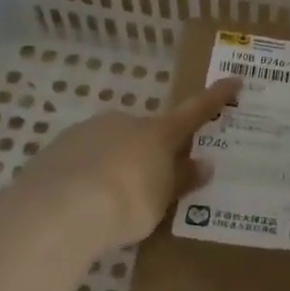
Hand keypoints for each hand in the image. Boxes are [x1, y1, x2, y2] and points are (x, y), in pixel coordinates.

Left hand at [4, 77, 240, 252]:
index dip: (216, 97)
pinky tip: (82, 202)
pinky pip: (82, 159)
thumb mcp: (161, 199)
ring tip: (111, 203)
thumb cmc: (126, 202)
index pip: (195, 111)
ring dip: (116, 164)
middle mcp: (124, 122)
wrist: (57, 210)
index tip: (234, 80)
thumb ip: (180, 180)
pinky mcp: (56, 149)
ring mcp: (87, 131)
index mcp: (158, 132)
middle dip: (150, 152)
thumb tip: (203, 164)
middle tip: (150, 186)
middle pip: (146, 132)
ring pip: (112, 144)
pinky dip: (88, 174)